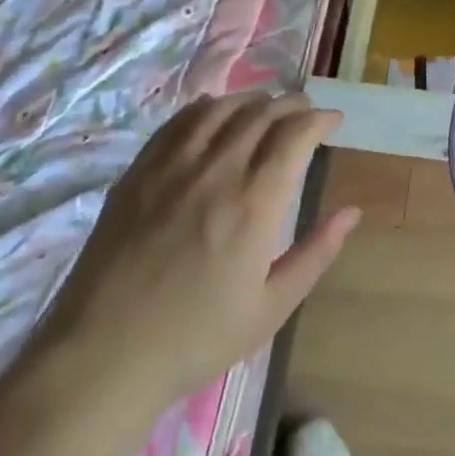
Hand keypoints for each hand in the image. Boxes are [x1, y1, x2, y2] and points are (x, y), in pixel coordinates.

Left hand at [36, 91, 358, 410]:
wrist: (103, 356)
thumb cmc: (196, 338)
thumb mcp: (271, 308)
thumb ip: (316, 253)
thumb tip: (351, 212)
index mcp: (255, 203)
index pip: (295, 135)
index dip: (319, 119)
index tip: (333, 121)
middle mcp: (217, 170)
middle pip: (262, 113)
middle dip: (293, 104)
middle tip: (306, 112)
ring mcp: (173, 166)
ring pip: (222, 108)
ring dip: (253, 100)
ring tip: (267, 108)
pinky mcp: (139, 171)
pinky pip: (180, 121)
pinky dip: (208, 107)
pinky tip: (215, 113)